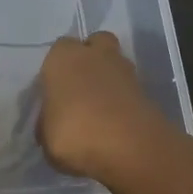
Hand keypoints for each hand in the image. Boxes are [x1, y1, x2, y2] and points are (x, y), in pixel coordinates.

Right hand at [37, 32, 182, 187]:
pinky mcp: (147, 91)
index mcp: (63, 58)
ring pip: (115, 64)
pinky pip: (129, 88)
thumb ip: (48, 122)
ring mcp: (125, 70)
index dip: (57, 68)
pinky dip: (123, 99)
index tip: (55, 90)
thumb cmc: (74, 134)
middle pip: (94, 44)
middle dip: (89, 59)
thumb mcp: (45, 136)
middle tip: (80, 89)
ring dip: (108, 79)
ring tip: (99, 110)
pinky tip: (115, 122)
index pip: (59, 50)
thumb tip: (53, 121)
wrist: (129, 148)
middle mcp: (95, 55)